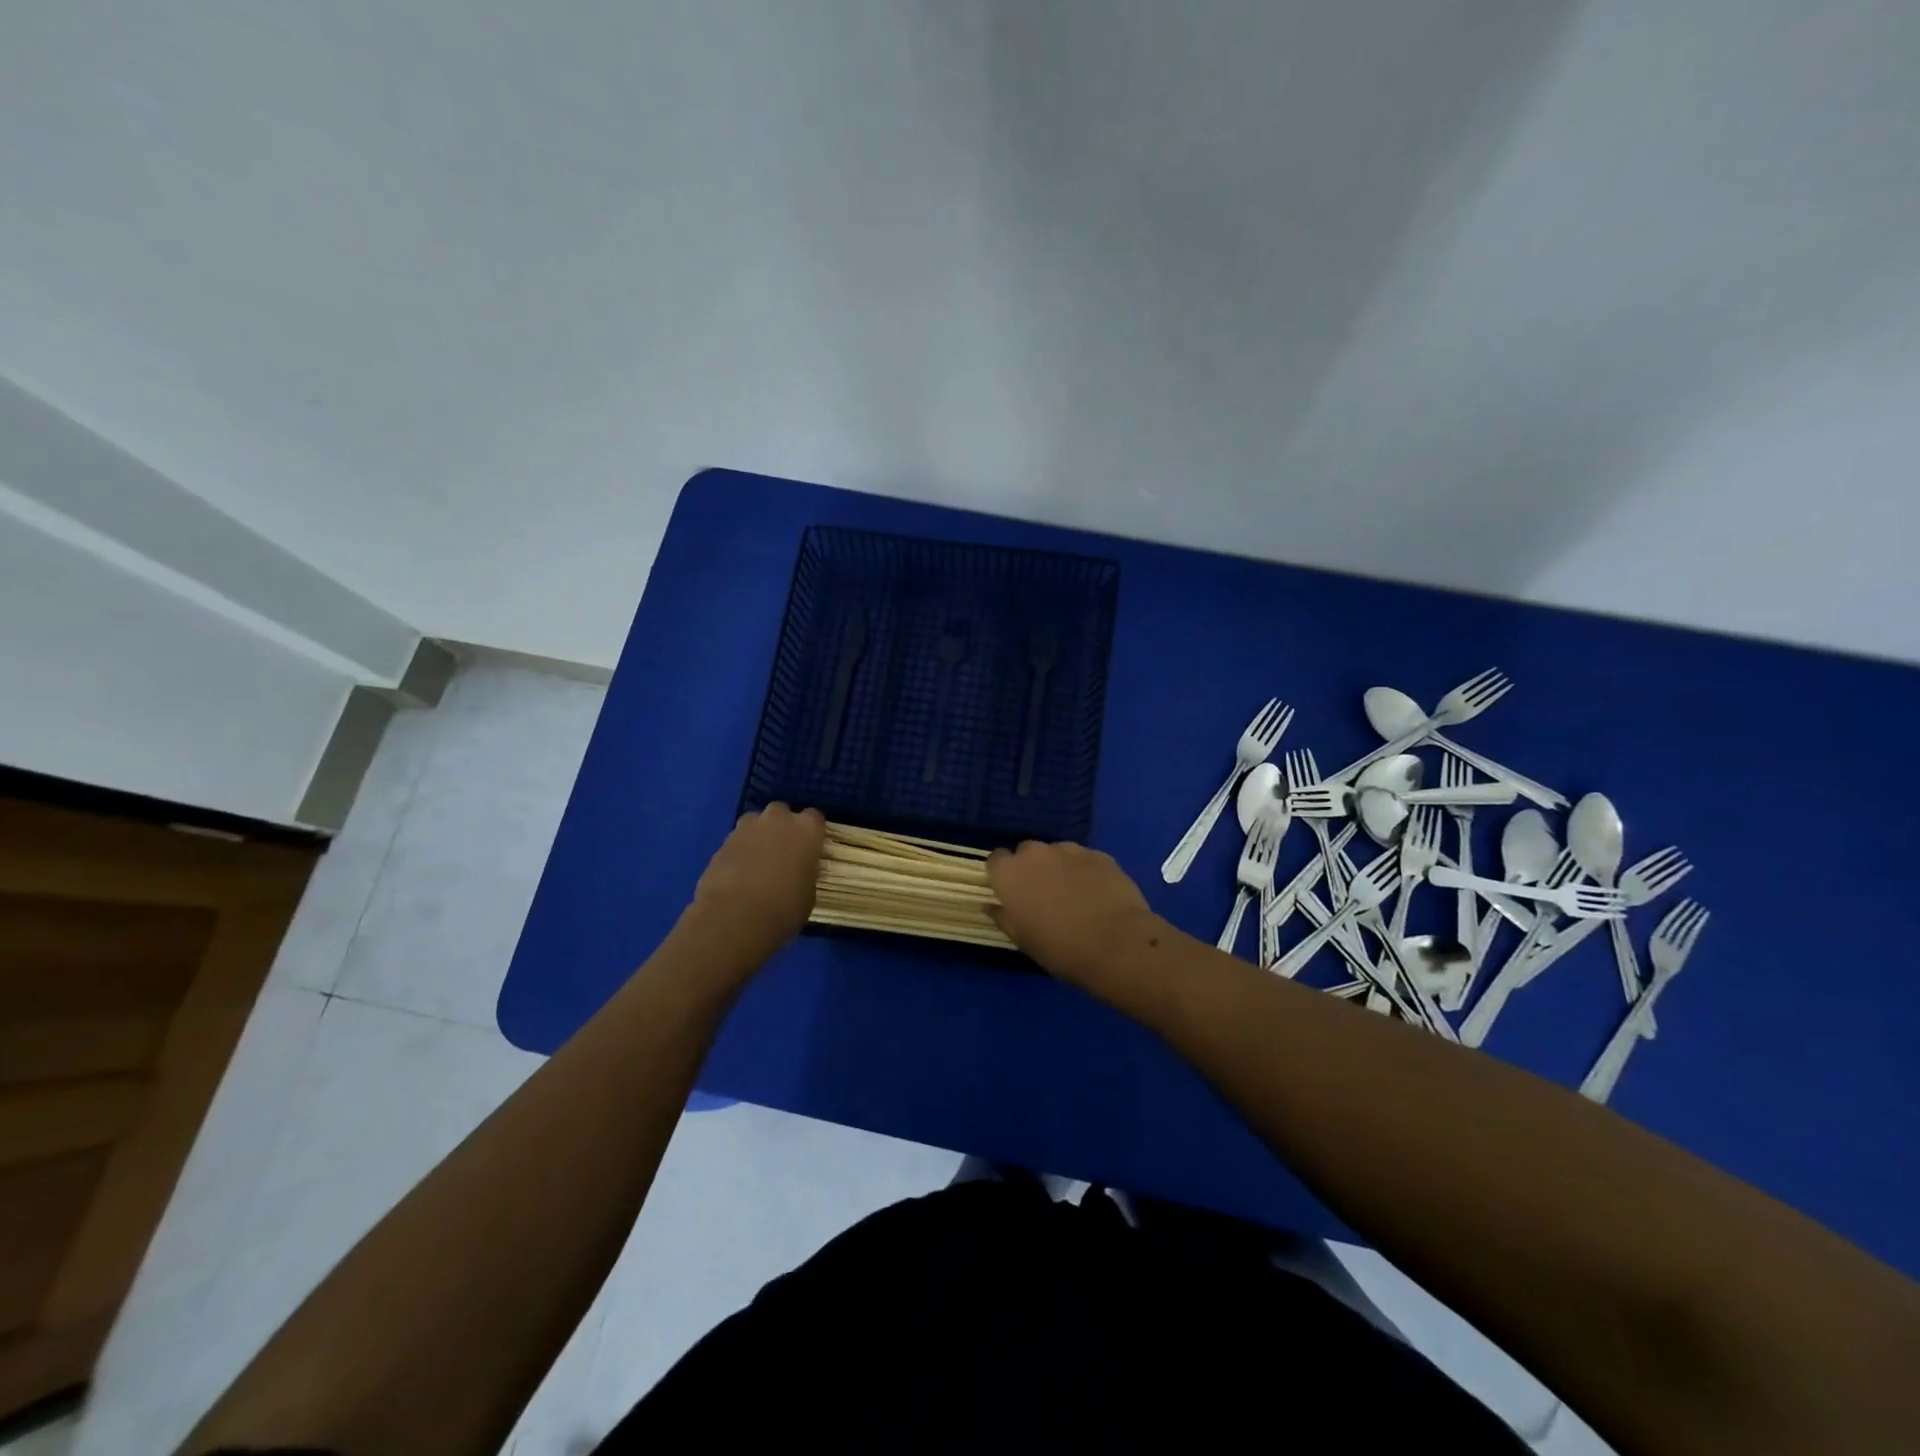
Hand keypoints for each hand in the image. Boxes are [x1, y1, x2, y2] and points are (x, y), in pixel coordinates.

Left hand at [687, 804, 824, 967]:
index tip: (810, 848)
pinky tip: (738, 875)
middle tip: (782, 852)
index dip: (811, 832)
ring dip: (758, 836)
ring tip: (757, 863)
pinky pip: (736, 841)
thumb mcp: (808, 893)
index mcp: (806, 829)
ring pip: (755, 823)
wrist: (735, 917)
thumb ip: (804, 872)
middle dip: (781, 827)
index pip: (814, 817)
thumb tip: (797, 872)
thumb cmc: (784, 907)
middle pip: (781, 813)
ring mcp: (747, 828)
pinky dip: (738, 852)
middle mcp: (777, 819)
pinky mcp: (722, 842)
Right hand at [987, 840, 1160, 993]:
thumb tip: (990, 905)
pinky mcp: (1099, 854)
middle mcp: (1036, 853)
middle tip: (1043, 895)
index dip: (1003, 875)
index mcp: (1010, 873)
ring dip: (1059, 867)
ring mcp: (1069, 850)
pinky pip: (1084, 858)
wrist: (1117, 944)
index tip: (1011, 893)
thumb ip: (1003, 917)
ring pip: (1057, 852)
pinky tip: (1096, 893)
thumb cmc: (1060, 948)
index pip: (996, 860)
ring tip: (1073, 894)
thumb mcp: (1022, 940)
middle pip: (1026, 852)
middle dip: (1031, 868)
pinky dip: (1085, 870)